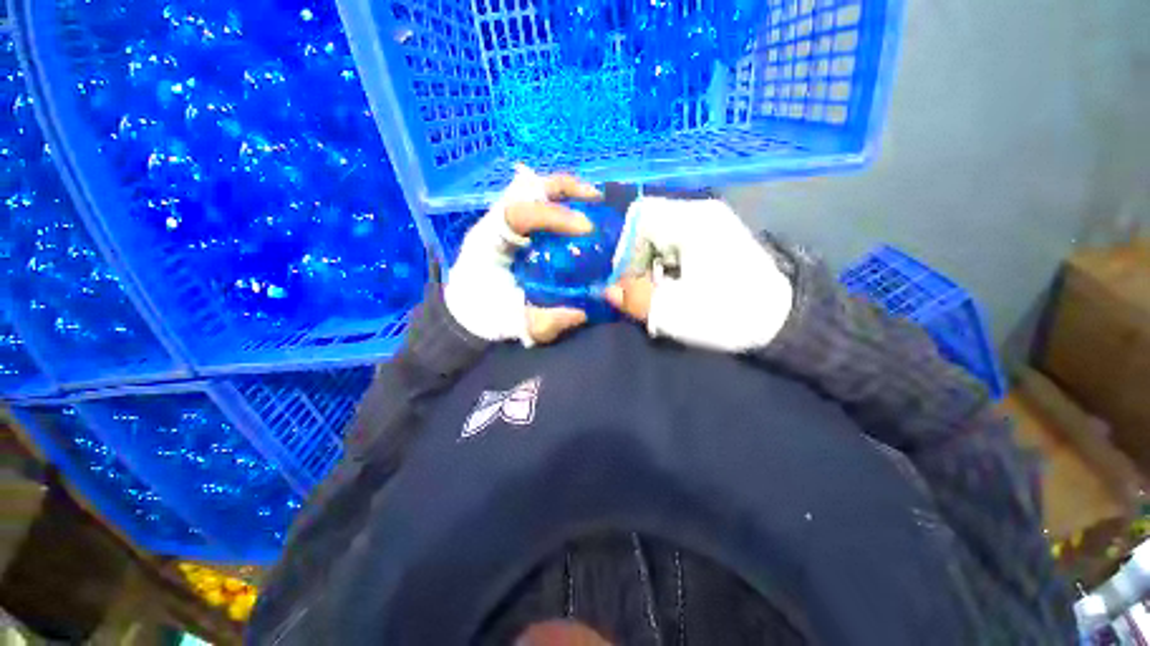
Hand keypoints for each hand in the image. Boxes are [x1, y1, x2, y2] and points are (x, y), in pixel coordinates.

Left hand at [445, 165, 601, 345]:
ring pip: (533, 192)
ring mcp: (504, 223)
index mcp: (488, 242)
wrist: (466, 312)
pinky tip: (581, 215)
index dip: (555, 216)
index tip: (586, 229)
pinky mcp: (515, 229)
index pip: (520, 213)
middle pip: (526, 189)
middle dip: (564, 188)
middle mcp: (494, 224)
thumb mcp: (513, 323)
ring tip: (594, 201)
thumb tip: (582, 312)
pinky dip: (562, 204)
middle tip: (596, 199)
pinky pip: (538, 206)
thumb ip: (544, 321)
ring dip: (565, 192)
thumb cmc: (484, 315)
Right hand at [604, 196, 792, 353]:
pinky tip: (676, 287)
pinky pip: (677, 244)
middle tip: (642, 291)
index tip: (628, 280)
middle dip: (637, 260)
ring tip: (660, 293)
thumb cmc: (728, 313)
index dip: (625, 248)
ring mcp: (711, 224)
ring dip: (651, 265)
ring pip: (661, 236)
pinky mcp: (716, 238)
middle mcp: (701, 213)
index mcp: (691, 221)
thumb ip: (635, 299)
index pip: (639, 217)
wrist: (783, 321)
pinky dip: (667, 265)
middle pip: (649, 226)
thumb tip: (608, 290)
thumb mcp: (674, 312)